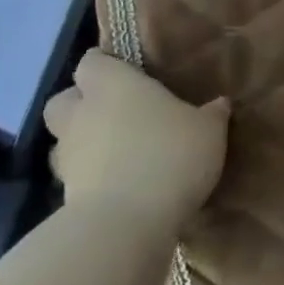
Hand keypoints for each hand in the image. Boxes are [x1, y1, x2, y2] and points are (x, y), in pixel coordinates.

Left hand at [43, 51, 228, 230]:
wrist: (126, 223)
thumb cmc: (169, 155)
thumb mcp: (208, 130)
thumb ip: (212, 114)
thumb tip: (219, 103)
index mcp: (113, 85)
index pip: (92, 61)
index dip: (107, 65)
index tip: (129, 73)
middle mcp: (82, 113)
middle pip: (65, 98)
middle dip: (83, 103)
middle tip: (116, 112)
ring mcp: (67, 155)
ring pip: (65, 139)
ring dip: (84, 142)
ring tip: (118, 152)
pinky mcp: (64, 194)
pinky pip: (75, 175)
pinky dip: (91, 176)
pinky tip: (119, 184)